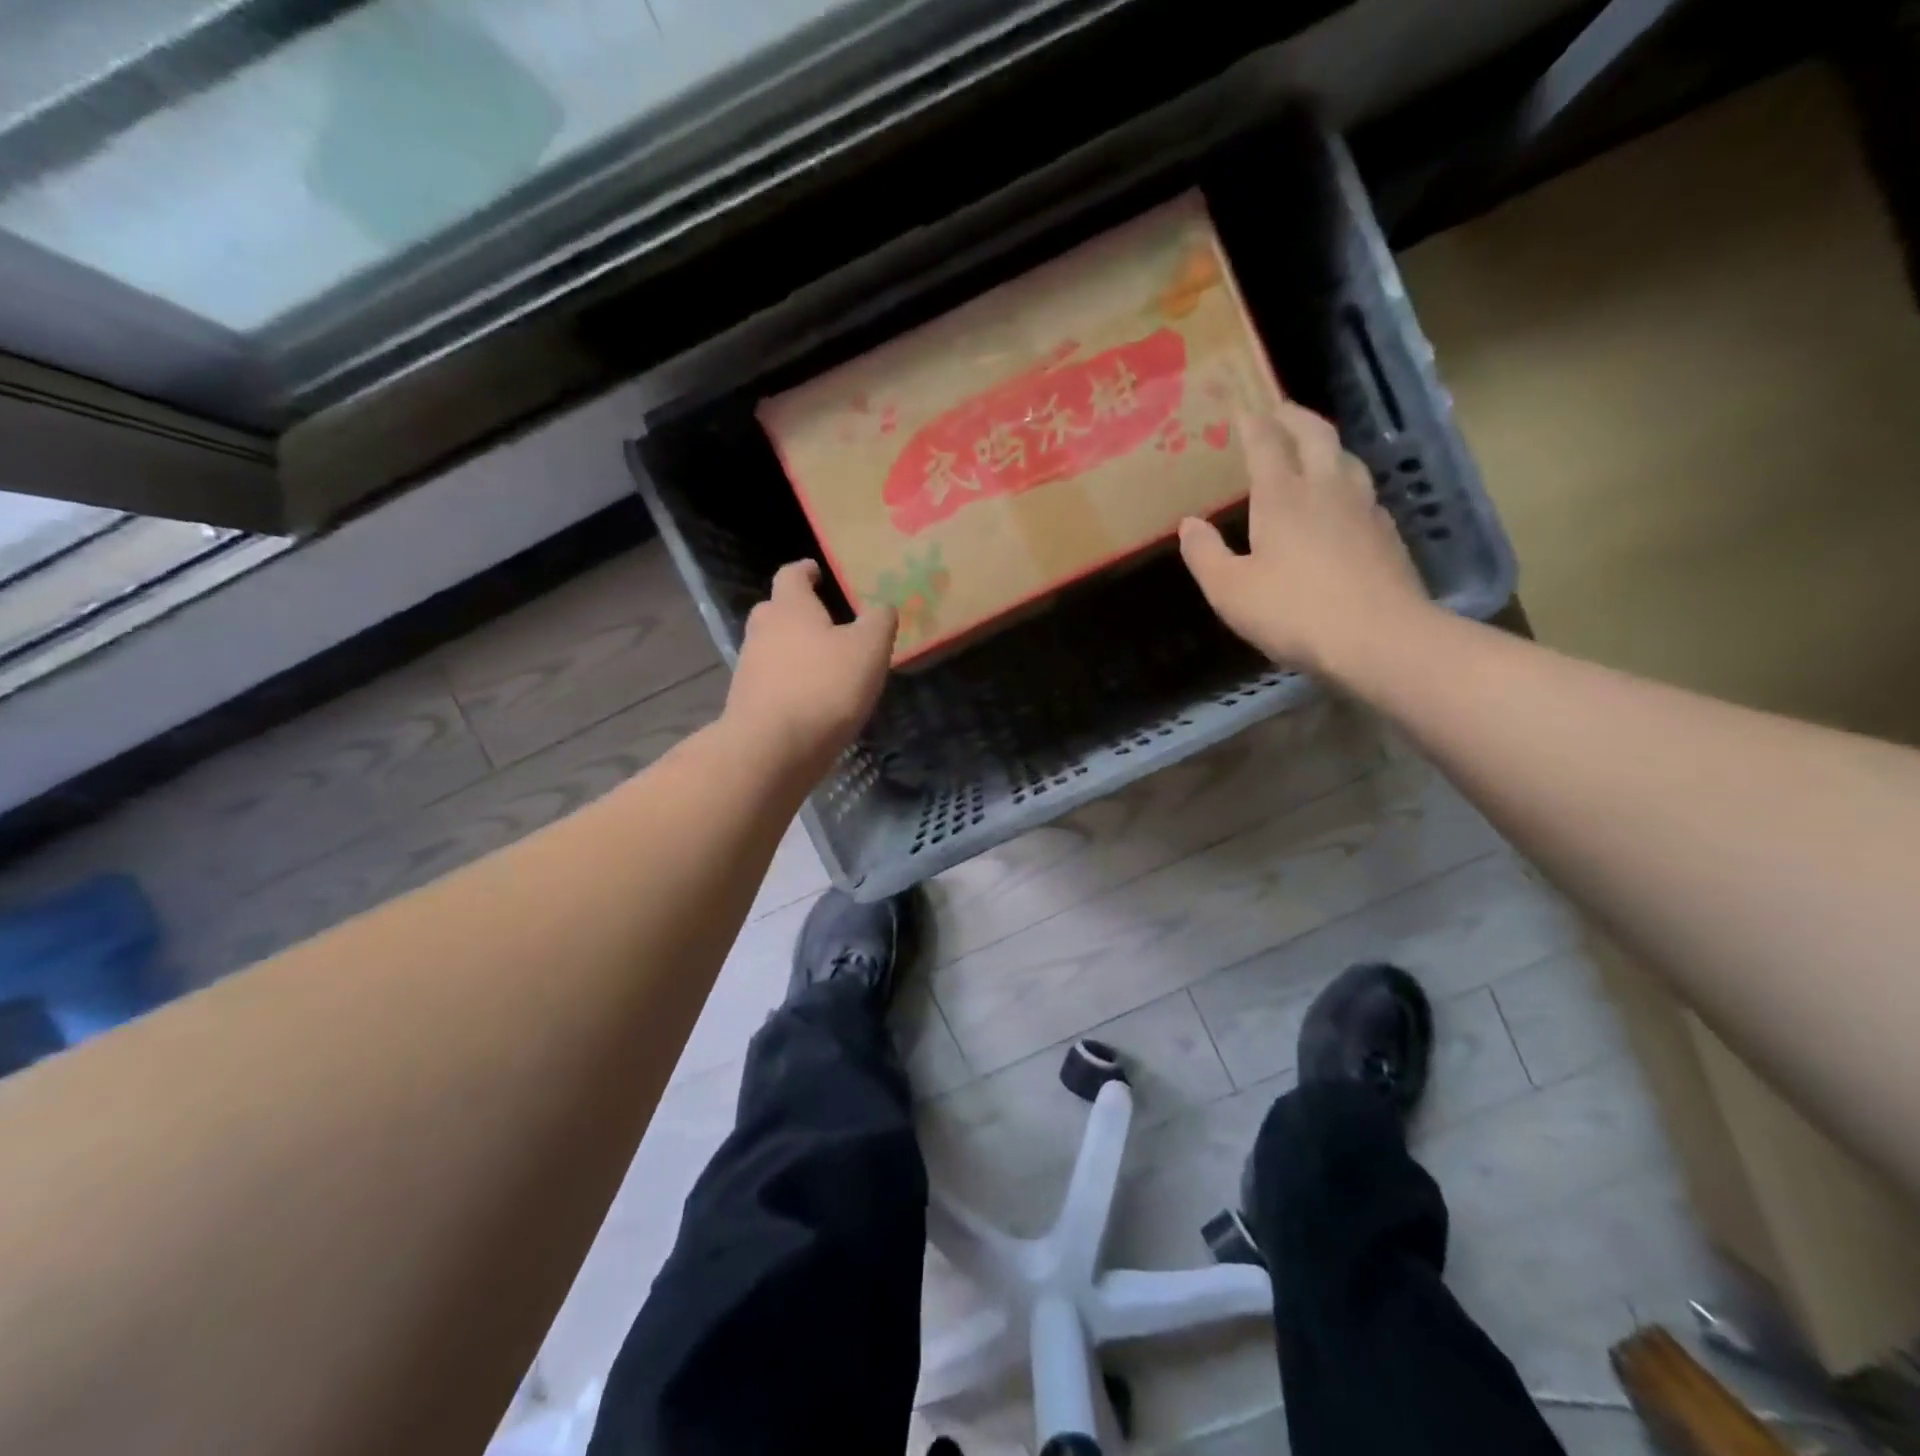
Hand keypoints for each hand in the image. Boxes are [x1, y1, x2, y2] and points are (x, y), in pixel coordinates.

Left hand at [723, 560, 896, 783]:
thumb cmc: (824, 687)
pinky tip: (812, 699)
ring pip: (772, 647)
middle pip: (776, 610)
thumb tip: (882, 607)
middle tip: (825, 621)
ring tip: (825, 664)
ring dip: (794, 650)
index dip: (806, 570)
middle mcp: (762, 630)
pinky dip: (790, 682)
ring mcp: (749, 668)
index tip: (818, 571)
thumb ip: (879, 622)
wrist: (773, 749)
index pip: (792, 575)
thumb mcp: (868, 649)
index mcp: (790, 608)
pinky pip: (772, 681)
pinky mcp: (748, 703)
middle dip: (798, 612)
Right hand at [1178, 402, 1431, 679]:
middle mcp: (1326, 490)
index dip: (1253, 424)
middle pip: (1315, 436)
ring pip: (1347, 459)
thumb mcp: (1230, 591)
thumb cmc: (1293, 612)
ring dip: (1327, 444)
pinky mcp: (1387, 534)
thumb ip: (1205, 555)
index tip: (1242, 409)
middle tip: (1280, 409)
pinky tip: (1343, 501)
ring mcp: (1363, 509)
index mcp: (1282, 498)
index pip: (1267, 445)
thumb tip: (1189, 524)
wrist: (1379, 639)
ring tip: (1314, 446)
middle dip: (1294, 418)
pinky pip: (1364, 492)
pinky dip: (1347, 481)